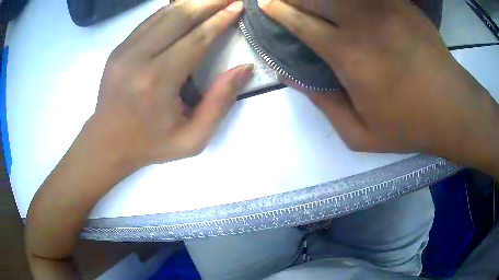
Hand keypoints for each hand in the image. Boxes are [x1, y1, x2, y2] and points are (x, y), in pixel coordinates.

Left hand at [94, 0, 251, 167]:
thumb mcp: (192, 139)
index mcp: (158, 81)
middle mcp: (139, 58)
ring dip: (192, 1)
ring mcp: (125, 50)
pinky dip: (171, 9)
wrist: (106, 143)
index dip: (220, 19)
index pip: (196, 38)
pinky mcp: (119, 48)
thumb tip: (244, 69)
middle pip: (180, 17)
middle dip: (209, 2)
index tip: (238, 5)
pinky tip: (187, 4)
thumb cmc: (150, 144)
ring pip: (164, 13)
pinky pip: (149, 20)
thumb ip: (219, 104)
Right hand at [262, 0, 498, 161]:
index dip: (280, 11)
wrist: (452, 109)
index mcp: (348, 56)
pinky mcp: (402, 5)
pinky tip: (348, 3)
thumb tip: (296, 80)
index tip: (267, 4)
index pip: (301, 22)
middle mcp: (362, 24)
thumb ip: (325, 105)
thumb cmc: (409, 126)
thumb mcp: (361, 134)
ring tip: (314, 1)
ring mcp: (384, 9)